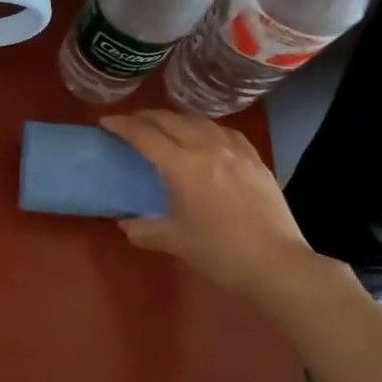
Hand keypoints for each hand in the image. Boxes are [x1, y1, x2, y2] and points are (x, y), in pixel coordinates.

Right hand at [102, 111, 323, 306]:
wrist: (276, 264)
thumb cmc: (219, 253)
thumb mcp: (173, 242)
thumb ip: (143, 229)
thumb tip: (127, 223)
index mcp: (182, 166)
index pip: (145, 135)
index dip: (122, 125)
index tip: (106, 122)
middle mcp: (207, 148)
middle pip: (171, 120)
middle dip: (146, 117)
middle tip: (131, 123)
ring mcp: (236, 152)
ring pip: (200, 121)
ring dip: (176, 119)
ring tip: (165, 127)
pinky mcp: (256, 161)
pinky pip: (226, 133)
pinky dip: (207, 129)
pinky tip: (207, 138)